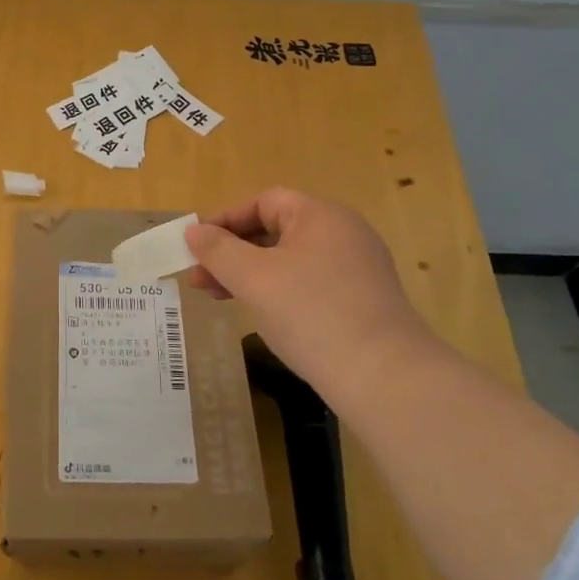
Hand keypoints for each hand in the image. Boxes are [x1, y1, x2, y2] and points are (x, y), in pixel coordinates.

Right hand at [184, 188, 432, 389]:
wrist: (385, 377)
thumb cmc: (311, 313)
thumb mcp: (253, 278)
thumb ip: (218, 250)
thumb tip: (194, 232)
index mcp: (321, 215)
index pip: (264, 202)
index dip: (225, 220)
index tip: (196, 247)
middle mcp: (343, 233)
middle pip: (276, 230)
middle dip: (232, 252)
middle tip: (199, 279)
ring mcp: (357, 268)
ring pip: (289, 260)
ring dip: (250, 274)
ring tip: (218, 298)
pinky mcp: (362, 300)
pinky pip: (309, 283)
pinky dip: (277, 291)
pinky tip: (260, 314)